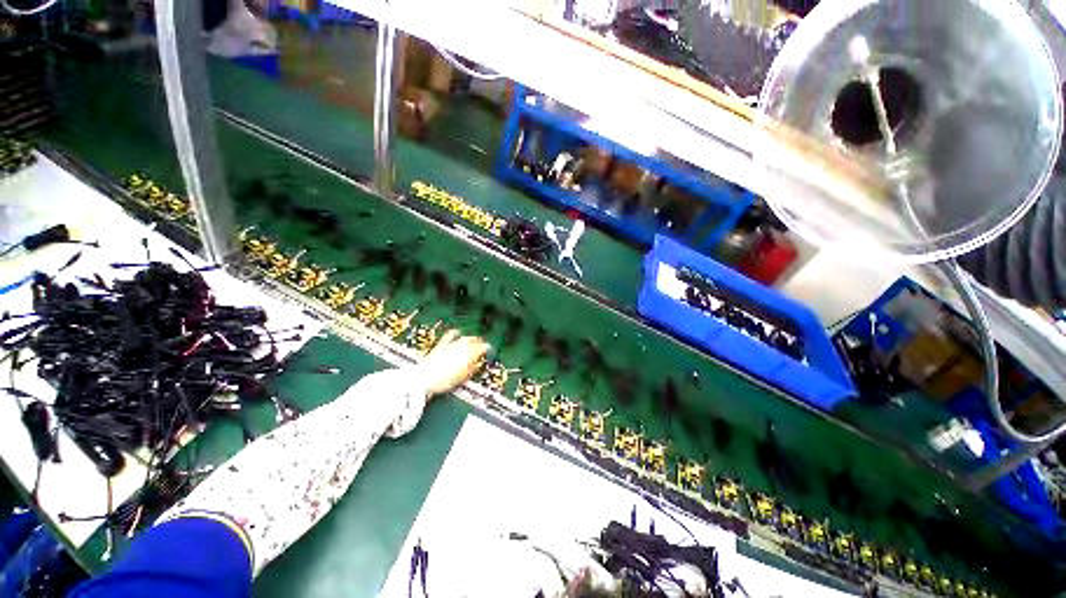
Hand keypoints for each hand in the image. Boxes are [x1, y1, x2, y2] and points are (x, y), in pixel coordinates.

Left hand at [420, 329, 489, 396]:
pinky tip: (457, 332)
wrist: (424, 378)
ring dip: (471, 339)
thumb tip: (477, 363)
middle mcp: (461, 345)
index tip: (489, 351)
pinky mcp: (441, 344)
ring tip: (473, 341)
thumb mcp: (463, 378)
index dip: (488, 349)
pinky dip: (456, 333)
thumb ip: (472, 368)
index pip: (483, 347)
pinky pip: (451, 335)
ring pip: (465, 337)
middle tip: (482, 346)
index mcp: (469, 353)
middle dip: (479, 343)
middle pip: (475, 340)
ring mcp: (451, 343)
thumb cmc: (443, 380)